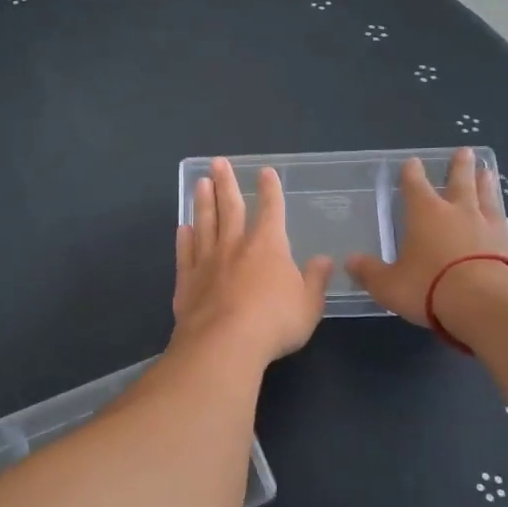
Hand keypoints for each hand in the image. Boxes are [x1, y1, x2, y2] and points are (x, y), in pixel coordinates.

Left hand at [173, 159, 332, 364]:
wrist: (224, 344)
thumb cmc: (274, 322)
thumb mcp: (308, 305)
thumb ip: (315, 280)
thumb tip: (324, 260)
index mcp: (268, 246)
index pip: (271, 210)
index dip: (270, 190)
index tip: (265, 171)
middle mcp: (235, 246)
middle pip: (230, 207)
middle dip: (226, 183)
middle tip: (217, 162)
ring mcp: (207, 262)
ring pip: (204, 224)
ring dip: (202, 202)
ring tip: (200, 183)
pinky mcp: (187, 281)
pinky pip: (185, 253)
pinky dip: (184, 239)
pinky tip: (183, 228)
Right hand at [347, 149, 507, 324]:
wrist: (488, 302)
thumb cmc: (430, 287)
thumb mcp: (389, 285)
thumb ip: (371, 272)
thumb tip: (350, 262)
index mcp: (425, 214)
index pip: (415, 186)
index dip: (412, 173)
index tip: (413, 161)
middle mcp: (458, 212)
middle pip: (459, 182)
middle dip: (459, 166)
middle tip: (464, 151)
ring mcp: (489, 227)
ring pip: (487, 197)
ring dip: (485, 184)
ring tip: (488, 171)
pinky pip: (505, 225)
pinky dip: (502, 218)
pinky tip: (506, 219)